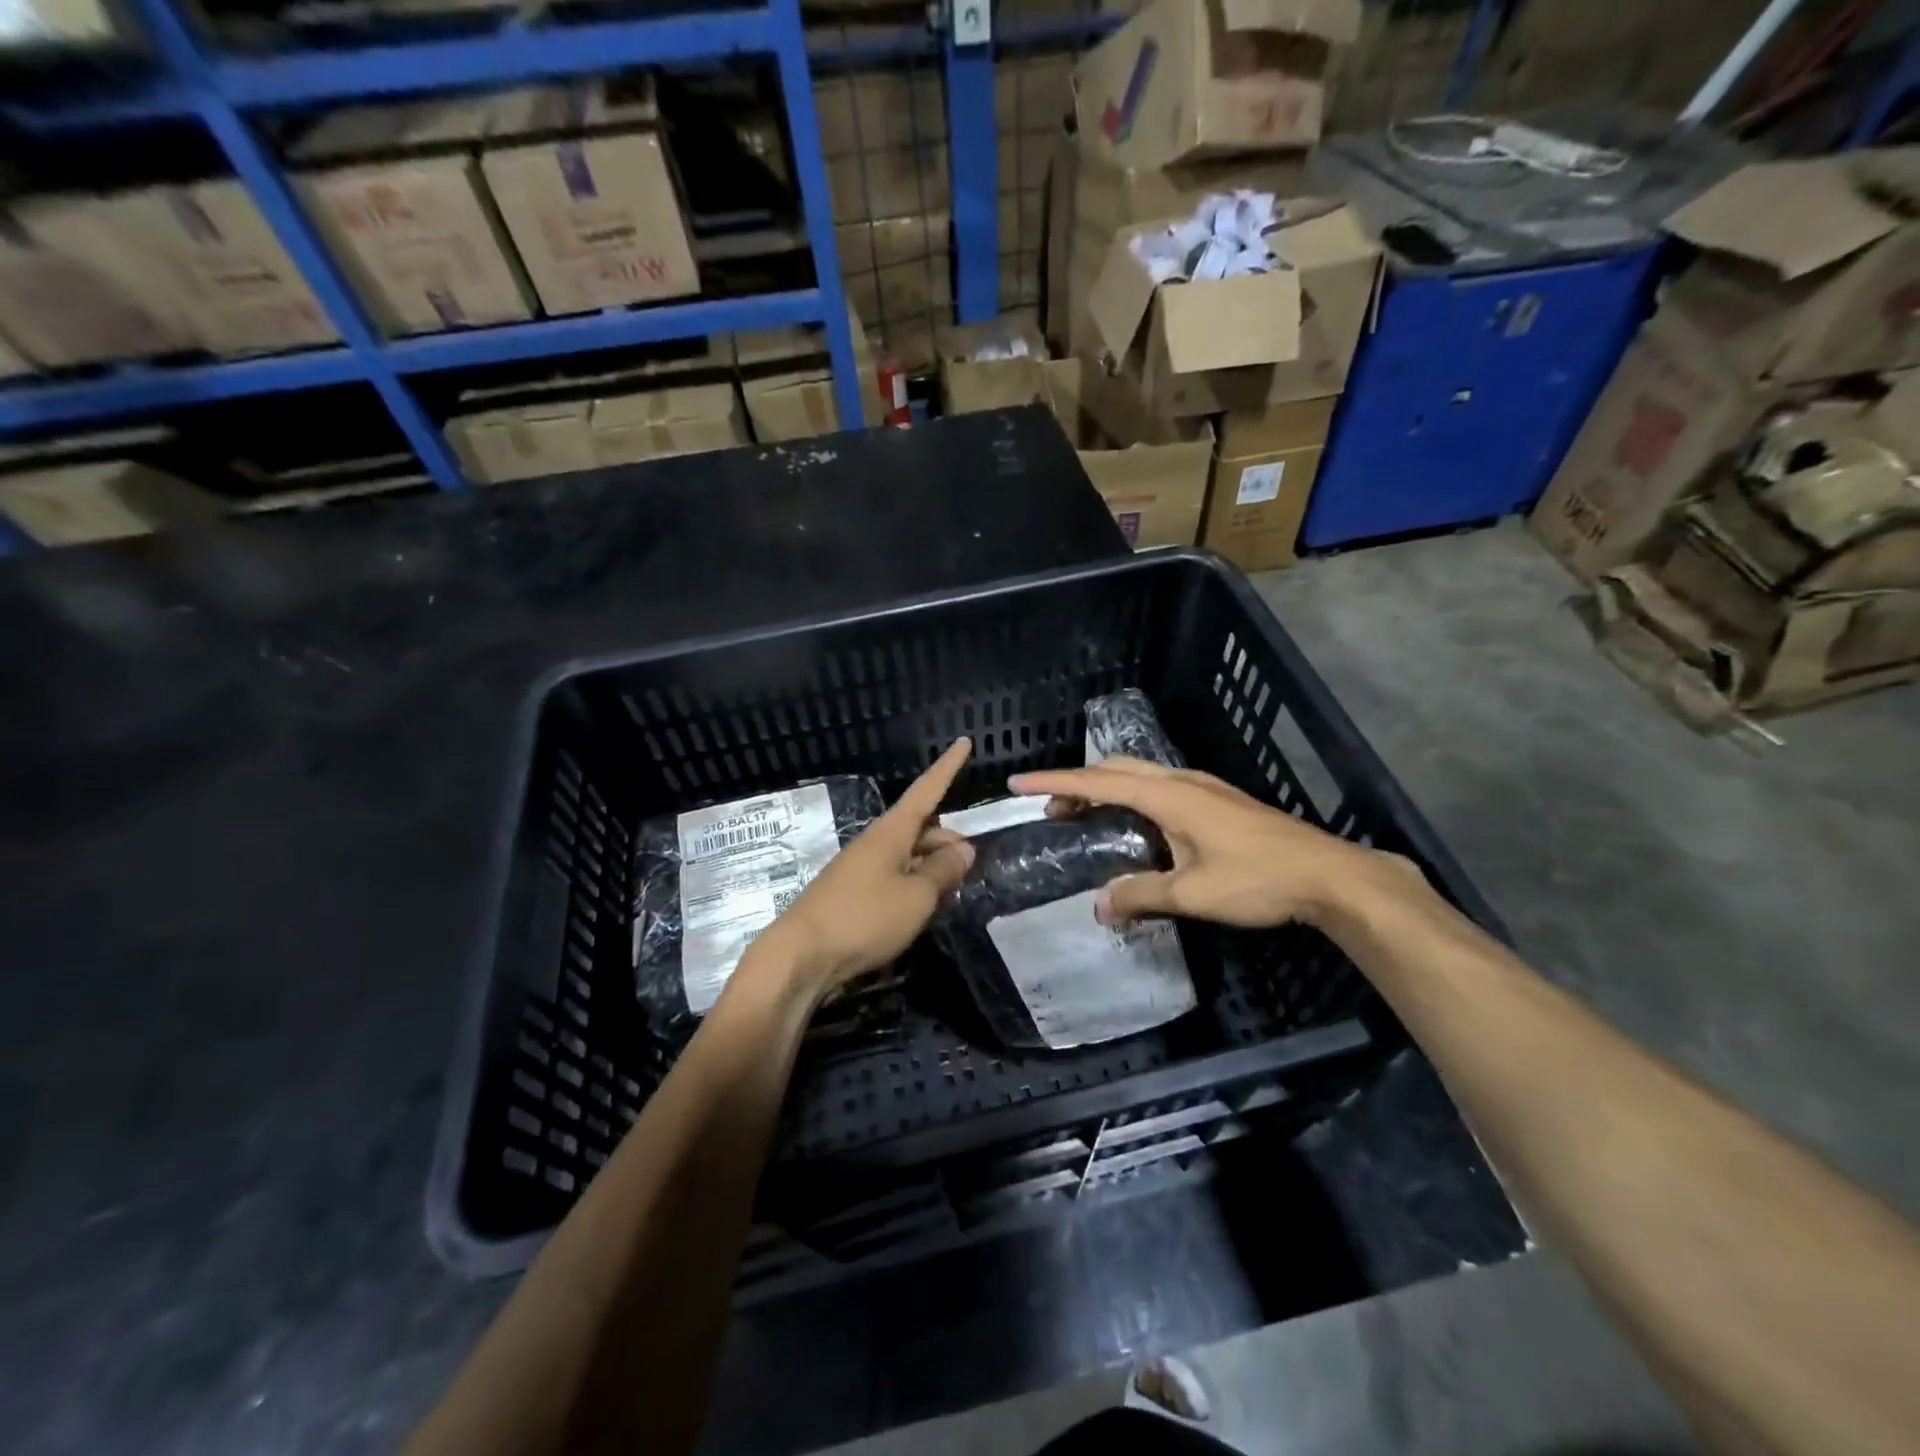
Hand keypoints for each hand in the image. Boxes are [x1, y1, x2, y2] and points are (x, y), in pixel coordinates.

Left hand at [747, 738, 975, 1004]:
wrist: (801, 957)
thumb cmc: (864, 918)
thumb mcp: (916, 896)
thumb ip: (943, 871)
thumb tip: (963, 848)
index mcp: (891, 832)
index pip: (927, 790)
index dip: (948, 768)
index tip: (964, 742)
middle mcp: (875, 843)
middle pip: (919, 827)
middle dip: (947, 837)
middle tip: (972, 859)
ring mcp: (861, 869)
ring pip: (907, 855)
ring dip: (932, 864)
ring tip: (955, 886)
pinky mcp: (852, 896)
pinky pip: (893, 878)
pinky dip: (914, 884)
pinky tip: (924, 906)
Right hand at [1006, 757, 1385, 929]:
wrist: (1329, 875)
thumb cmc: (1258, 880)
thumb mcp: (1192, 893)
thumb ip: (1140, 895)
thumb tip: (1099, 904)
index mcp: (1169, 796)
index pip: (1098, 782)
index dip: (1055, 782)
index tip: (1019, 782)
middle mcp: (1183, 781)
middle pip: (1117, 770)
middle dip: (1077, 784)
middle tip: (1050, 810)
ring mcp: (1205, 788)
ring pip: (1141, 776)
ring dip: (1106, 788)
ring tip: (1084, 815)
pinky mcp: (1220, 801)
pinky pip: (1161, 787)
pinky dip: (1132, 796)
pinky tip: (1137, 825)